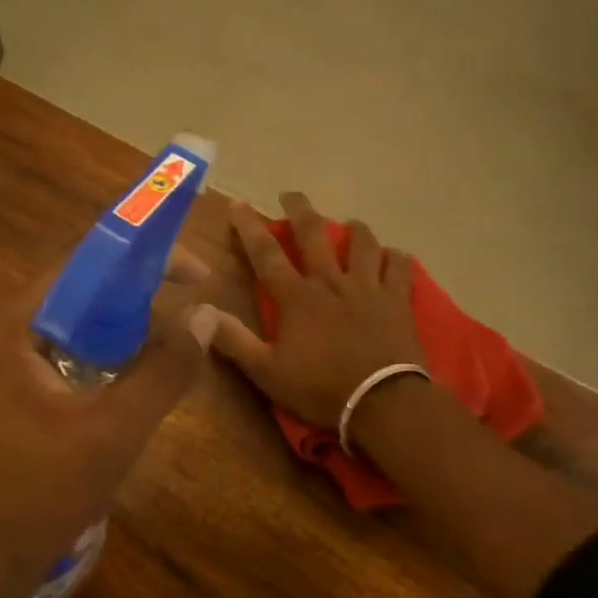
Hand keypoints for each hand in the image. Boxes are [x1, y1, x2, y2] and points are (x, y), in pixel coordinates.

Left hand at [0, 249, 219, 597]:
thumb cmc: (36, 499)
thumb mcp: (112, 434)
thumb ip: (163, 370)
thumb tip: (205, 314)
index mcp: (3, 327)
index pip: (81, 267)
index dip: (144, 261)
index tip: (197, 275)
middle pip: (75, 295)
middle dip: (135, 302)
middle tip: (187, 317)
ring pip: (68, 328)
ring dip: (118, 335)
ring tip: (163, 353)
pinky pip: (55, 357)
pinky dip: (95, 362)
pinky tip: (124, 387)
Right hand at [212, 193, 425, 429]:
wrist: (382, 402)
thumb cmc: (320, 388)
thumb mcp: (266, 372)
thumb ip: (233, 340)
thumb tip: (198, 312)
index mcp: (296, 297)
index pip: (266, 253)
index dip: (249, 227)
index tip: (238, 205)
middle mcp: (331, 281)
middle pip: (314, 233)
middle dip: (300, 210)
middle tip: (291, 196)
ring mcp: (368, 286)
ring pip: (363, 241)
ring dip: (353, 229)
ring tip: (349, 226)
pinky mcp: (398, 299)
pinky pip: (400, 266)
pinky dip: (394, 257)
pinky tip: (391, 258)